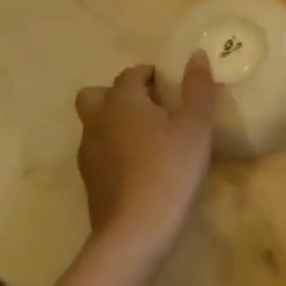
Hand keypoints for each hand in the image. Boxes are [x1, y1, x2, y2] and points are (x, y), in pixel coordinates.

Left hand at [75, 54, 215, 262]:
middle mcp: (98, 121)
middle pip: (95, 95)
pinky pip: (98, 151)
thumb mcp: (196, 126)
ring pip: (94, 124)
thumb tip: (197, 54)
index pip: (130, 74)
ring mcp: (88, 153)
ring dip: (114, 121)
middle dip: (118, 94)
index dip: (149, 74)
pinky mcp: (89, 180)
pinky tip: (138, 165)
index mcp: (122, 102)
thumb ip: (198, 88)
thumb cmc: (171, 170)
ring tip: (147, 137)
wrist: (135, 231)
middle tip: (149, 106)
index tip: (169, 84)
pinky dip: (113, 148)